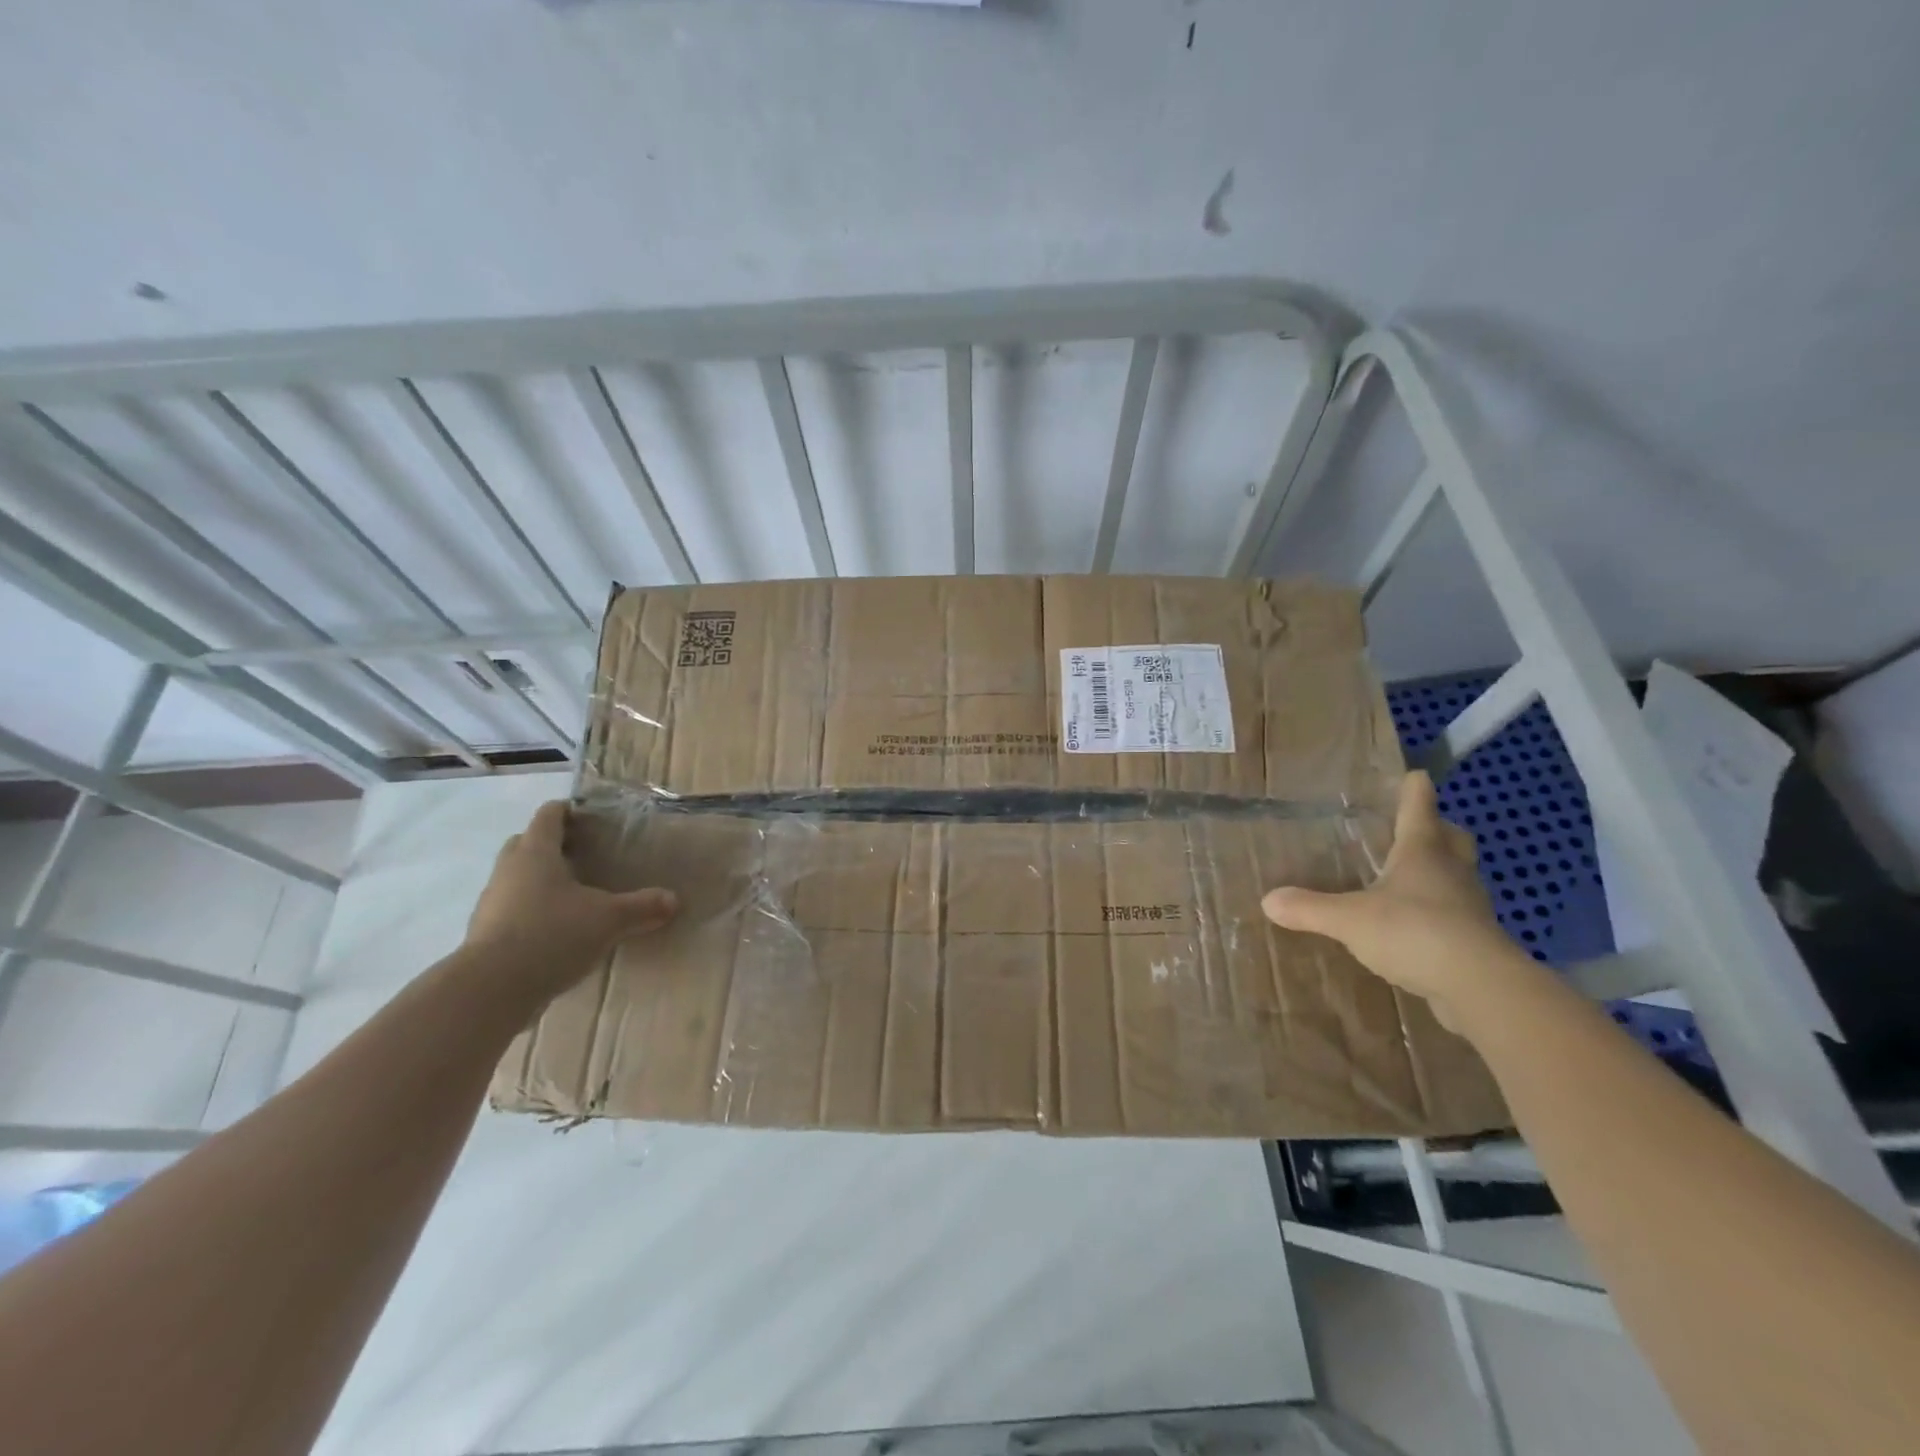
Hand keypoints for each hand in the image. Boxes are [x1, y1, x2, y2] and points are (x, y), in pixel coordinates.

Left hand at [465, 800, 677, 994]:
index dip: (569, 811)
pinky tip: (556, 929)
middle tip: (584, 855)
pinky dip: (531, 911)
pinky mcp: (485, 934)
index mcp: (536, 853)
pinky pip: (511, 909)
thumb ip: (641, 907)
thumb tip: (673, 900)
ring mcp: (492, 903)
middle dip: (552, 844)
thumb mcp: (609, 920)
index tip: (591, 818)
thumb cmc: (551, 934)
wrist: (491, 990)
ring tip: (573, 894)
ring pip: (516, 878)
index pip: (549, 816)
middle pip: (527, 843)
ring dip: (539, 880)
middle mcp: (509, 870)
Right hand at [1262, 771, 1535, 1030]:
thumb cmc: (1414, 932)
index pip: (1419, 806)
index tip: (1412, 774)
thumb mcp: (1349, 920)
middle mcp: (1451, 870)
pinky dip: (1440, 910)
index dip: (1413, 789)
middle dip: (1437, 828)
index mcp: (1422, 851)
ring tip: (1409, 876)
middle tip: (1414, 827)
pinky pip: (1457, 912)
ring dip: (1441, 869)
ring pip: (1458, 874)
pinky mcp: (1477, 939)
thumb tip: (1267, 900)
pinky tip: (1416, 924)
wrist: (1480, 987)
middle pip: (1452, 836)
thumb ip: (1309, 908)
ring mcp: (1469, 905)